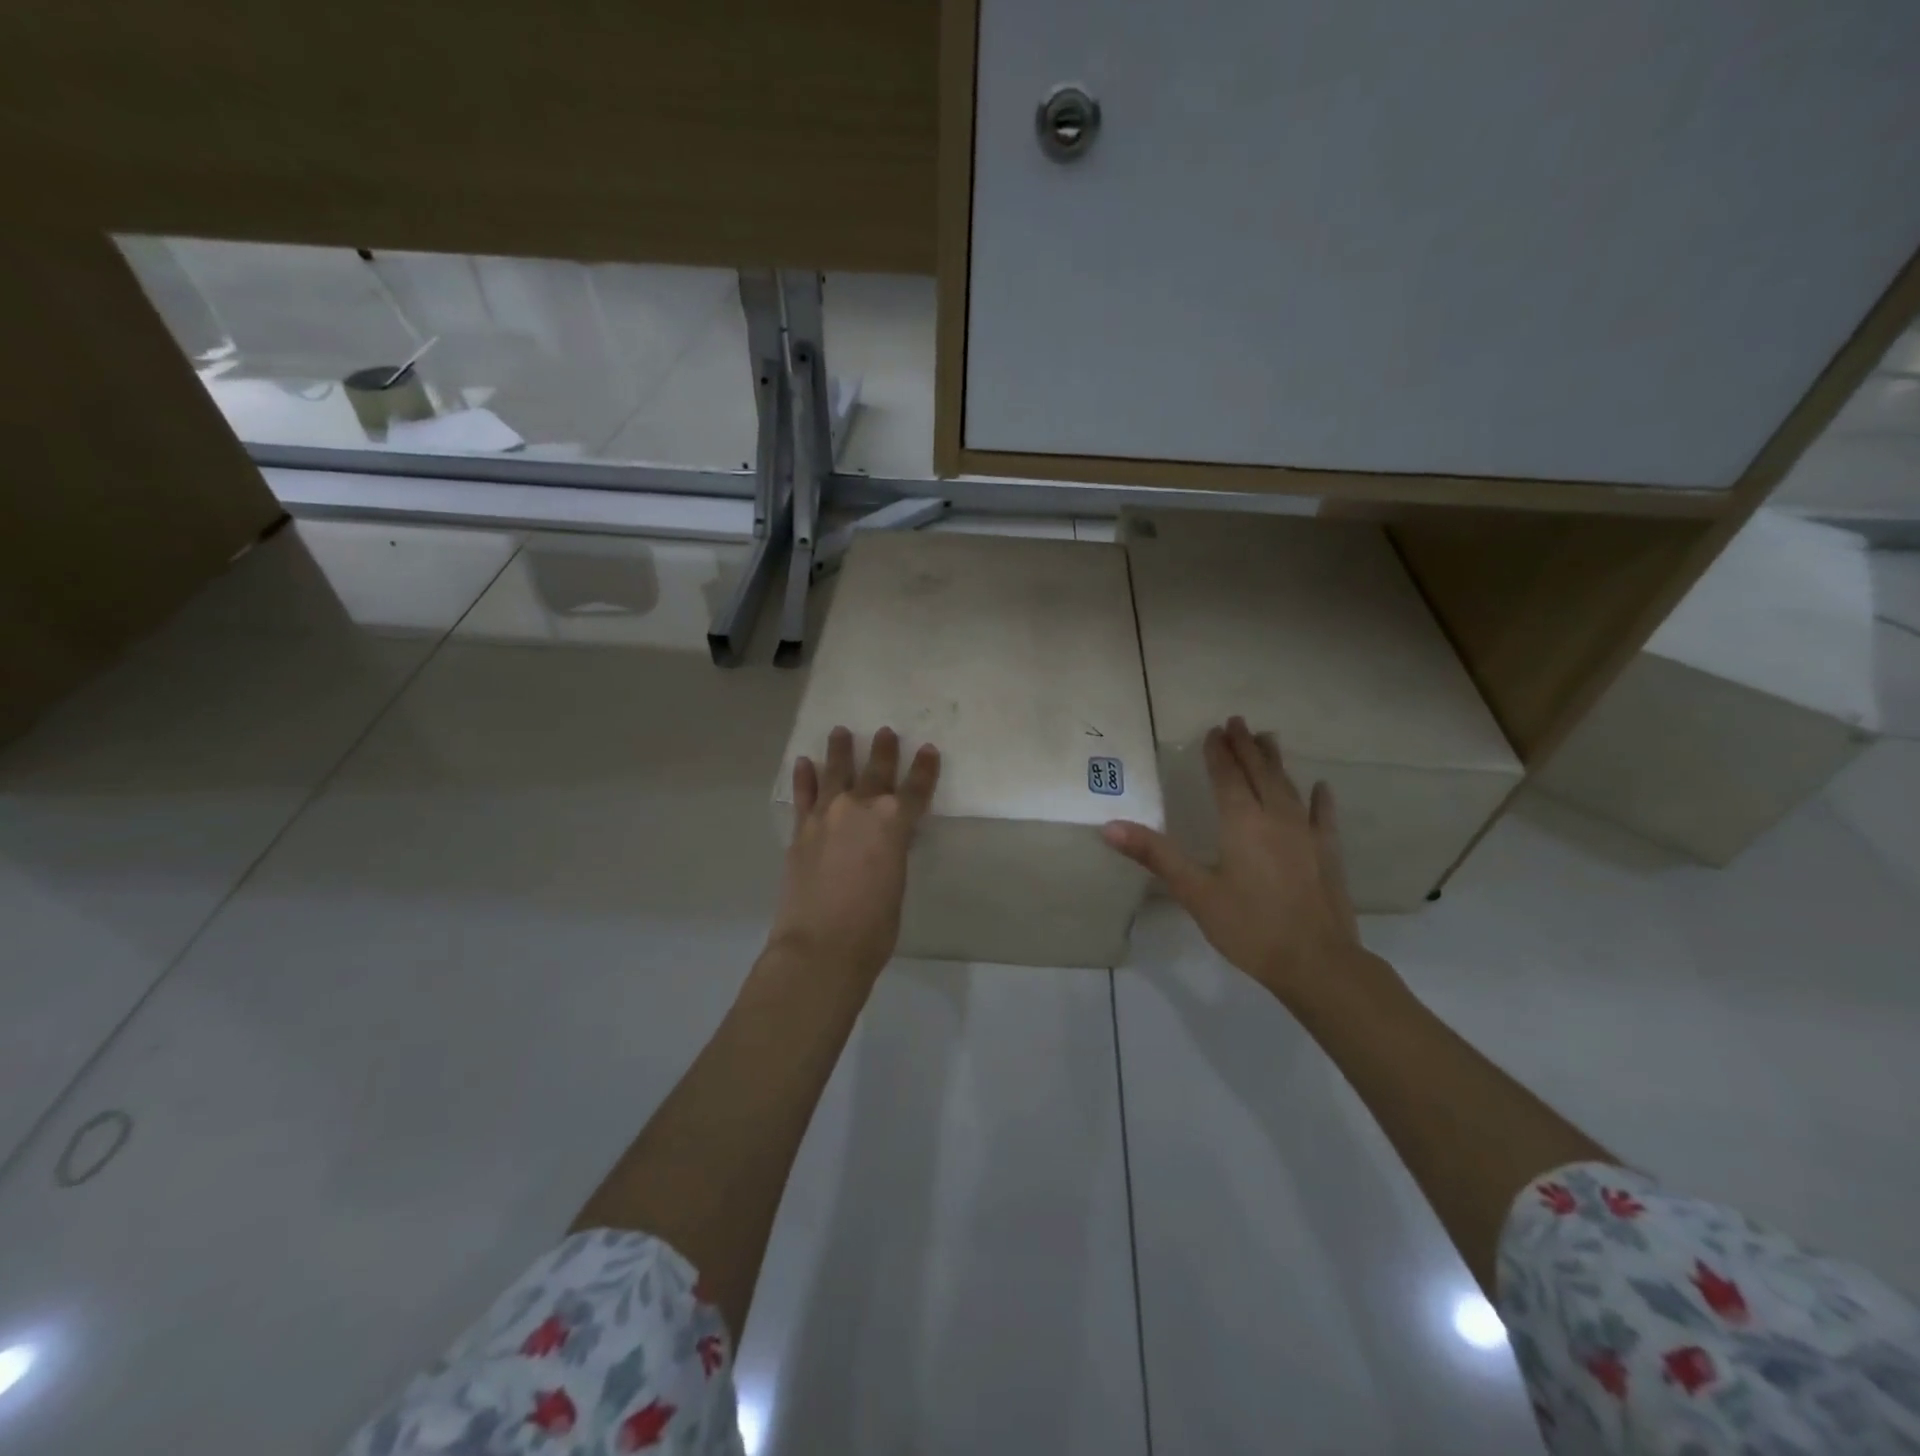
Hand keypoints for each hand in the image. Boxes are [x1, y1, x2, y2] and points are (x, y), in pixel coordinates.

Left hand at [769, 725, 940, 983]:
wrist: (820, 946)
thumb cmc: (873, 926)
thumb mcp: (896, 883)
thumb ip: (891, 852)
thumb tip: (882, 842)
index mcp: (894, 823)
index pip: (916, 789)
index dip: (925, 769)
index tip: (929, 750)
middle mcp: (860, 808)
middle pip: (876, 771)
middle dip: (884, 750)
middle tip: (886, 732)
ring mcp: (826, 816)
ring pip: (835, 772)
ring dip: (840, 750)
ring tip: (840, 731)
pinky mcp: (801, 830)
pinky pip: (804, 795)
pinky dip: (805, 777)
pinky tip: (804, 763)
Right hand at [1102, 717, 1369, 1008]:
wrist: (1317, 963)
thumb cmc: (1249, 927)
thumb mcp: (1194, 892)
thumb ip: (1155, 855)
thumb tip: (1110, 826)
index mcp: (1241, 823)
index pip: (1227, 777)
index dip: (1218, 753)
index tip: (1213, 730)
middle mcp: (1275, 818)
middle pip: (1259, 773)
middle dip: (1246, 746)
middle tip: (1237, 722)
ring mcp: (1306, 834)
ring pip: (1288, 787)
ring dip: (1276, 762)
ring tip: (1268, 738)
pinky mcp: (1327, 854)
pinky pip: (1322, 817)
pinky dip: (1319, 799)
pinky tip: (1321, 787)